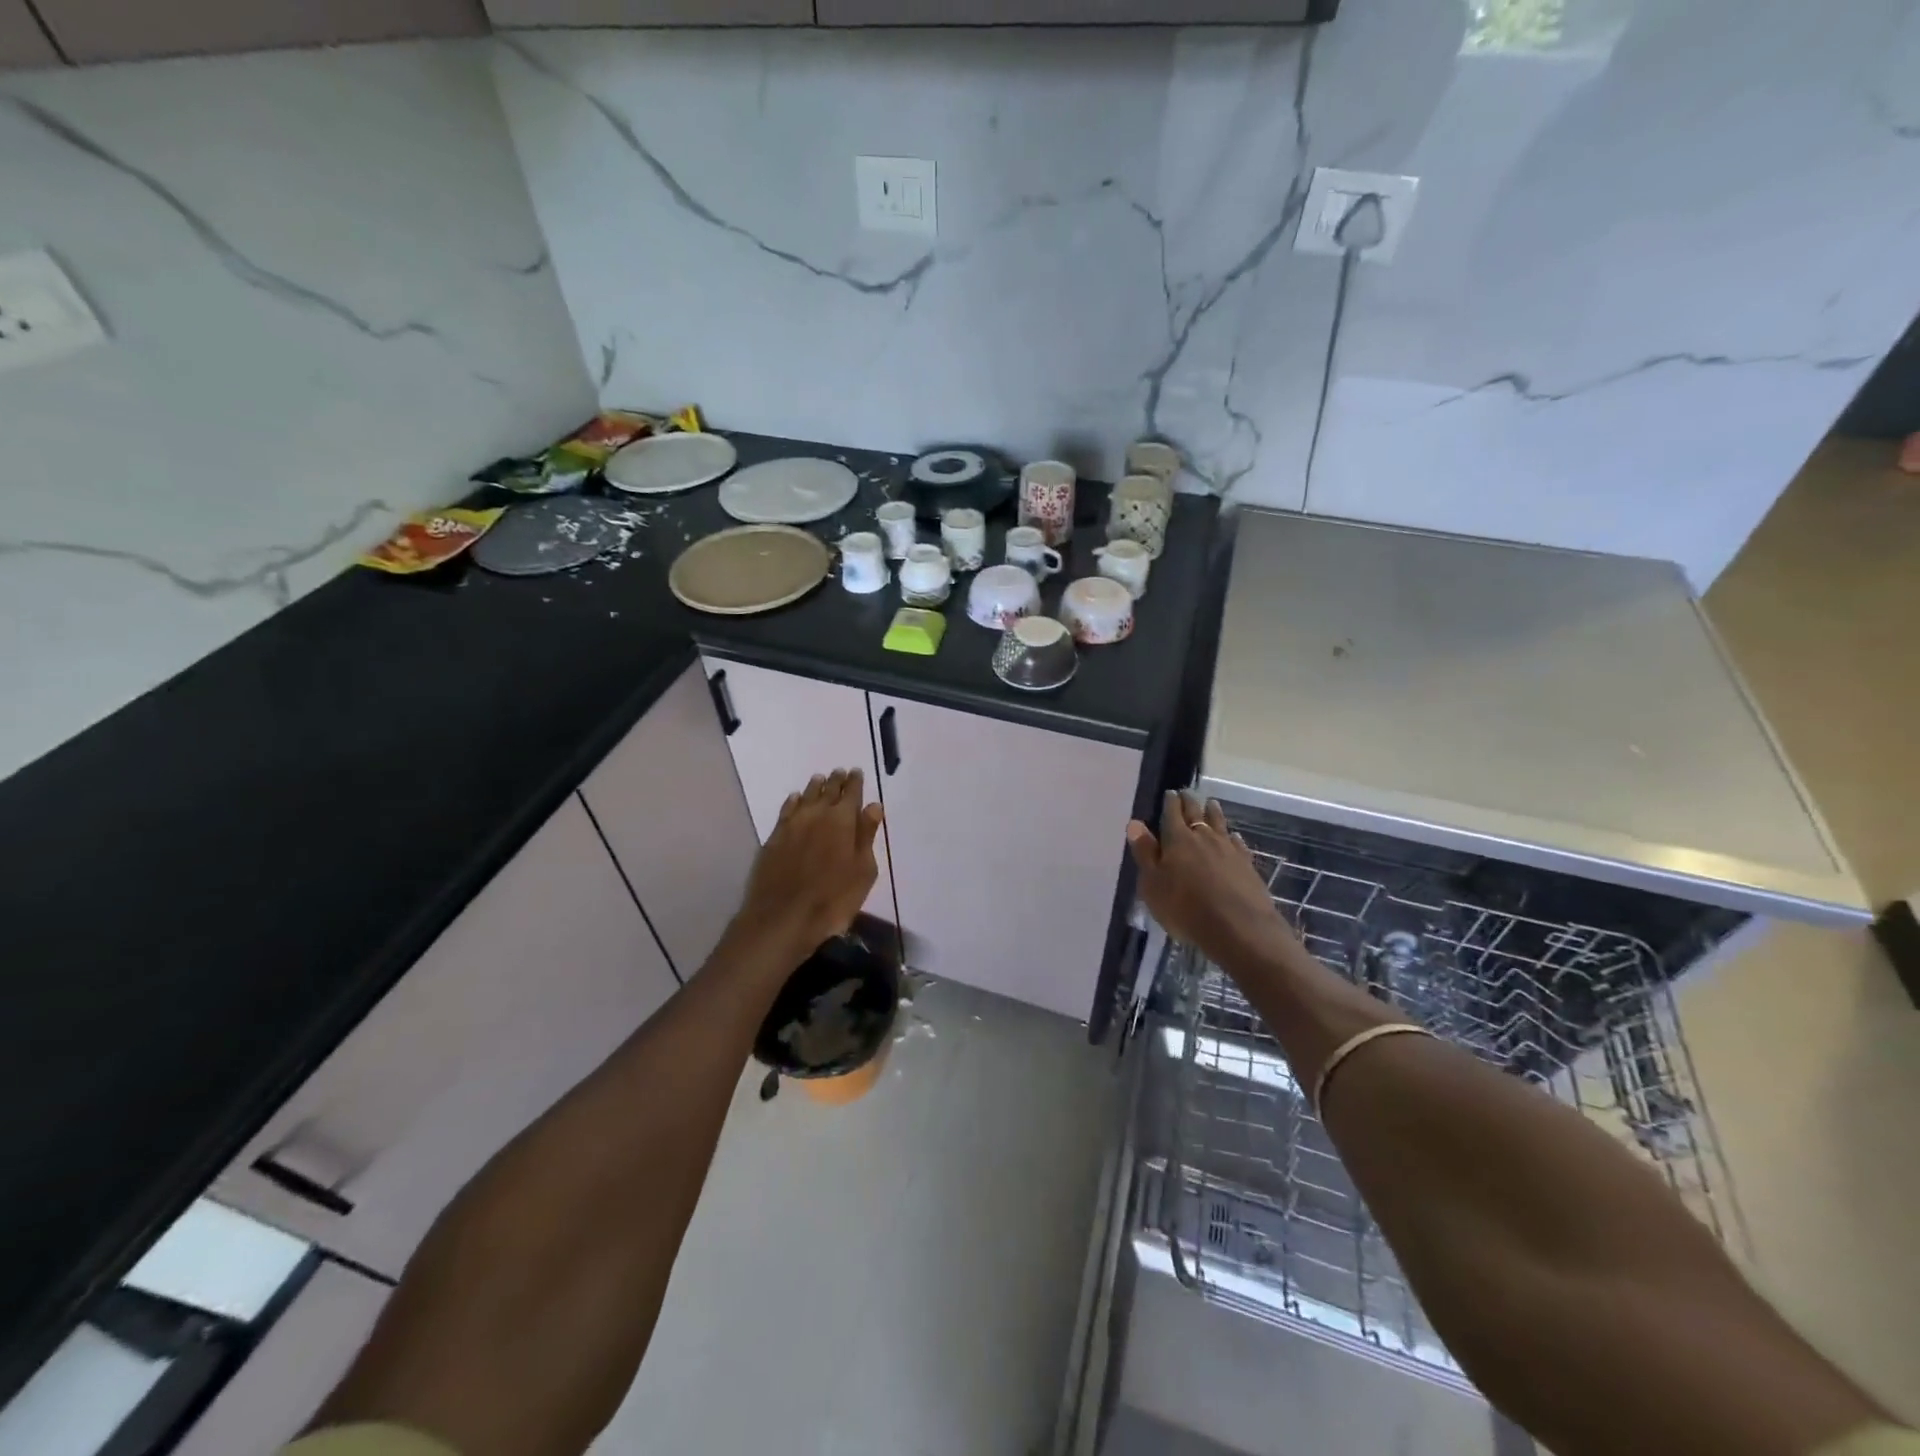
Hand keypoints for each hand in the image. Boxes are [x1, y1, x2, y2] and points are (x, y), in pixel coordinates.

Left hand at [735, 768, 883, 961]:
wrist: (783, 917)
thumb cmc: (833, 898)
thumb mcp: (863, 870)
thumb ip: (867, 835)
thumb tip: (873, 806)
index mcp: (843, 820)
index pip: (851, 793)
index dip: (855, 782)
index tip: (856, 772)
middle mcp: (816, 815)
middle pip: (827, 790)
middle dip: (836, 780)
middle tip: (840, 772)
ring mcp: (792, 825)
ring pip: (805, 796)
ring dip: (815, 787)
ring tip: (820, 779)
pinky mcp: (774, 838)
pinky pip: (786, 810)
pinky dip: (793, 801)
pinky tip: (795, 799)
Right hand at [1126, 792, 1295, 967]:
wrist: (1239, 928)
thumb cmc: (1186, 908)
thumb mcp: (1153, 884)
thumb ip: (1145, 853)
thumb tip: (1135, 823)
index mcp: (1177, 839)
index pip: (1172, 813)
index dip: (1170, 802)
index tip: (1170, 793)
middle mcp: (1204, 837)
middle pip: (1196, 813)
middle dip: (1190, 802)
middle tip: (1187, 793)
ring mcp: (1228, 850)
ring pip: (1219, 824)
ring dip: (1213, 812)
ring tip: (1211, 803)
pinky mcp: (1247, 865)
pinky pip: (1238, 843)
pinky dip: (1232, 837)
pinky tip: (1234, 837)